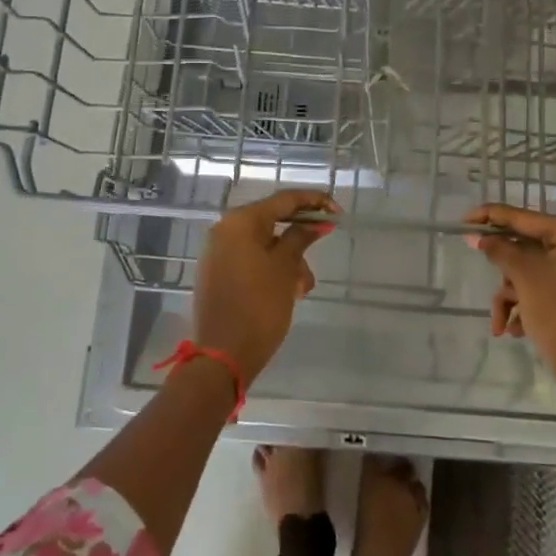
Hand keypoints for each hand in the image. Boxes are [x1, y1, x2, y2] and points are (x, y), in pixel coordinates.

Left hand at [193, 189, 337, 385]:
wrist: (222, 356)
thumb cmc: (259, 306)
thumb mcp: (285, 268)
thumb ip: (300, 238)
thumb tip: (315, 222)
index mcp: (240, 222)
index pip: (283, 200)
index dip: (313, 202)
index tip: (337, 212)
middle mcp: (225, 230)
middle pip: (272, 221)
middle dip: (300, 236)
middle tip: (323, 245)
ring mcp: (218, 253)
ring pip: (264, 244)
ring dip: (289, 260)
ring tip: (301, 288)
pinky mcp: (218, 274)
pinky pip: (251, 260)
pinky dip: (272, 269)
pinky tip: (288, 291)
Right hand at [465, 205, 555, 405]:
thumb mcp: (525, 277)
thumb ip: (499, 250)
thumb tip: (476, 235)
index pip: (526, 218)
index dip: (492, 216)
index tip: (463, 219)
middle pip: (527, 247)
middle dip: (503, 271)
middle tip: (479, 269)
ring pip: (530, 271)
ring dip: (510, 294)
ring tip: (500, 323)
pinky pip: (541, 287)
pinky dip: (524, 304)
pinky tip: (512, 329)